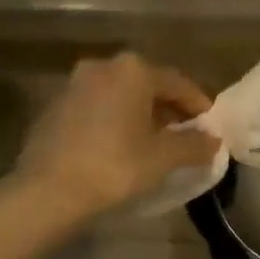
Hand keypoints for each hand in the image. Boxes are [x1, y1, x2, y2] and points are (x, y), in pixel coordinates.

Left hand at [15, 53, 219, 218]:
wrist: (46, 191)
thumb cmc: (114, 167)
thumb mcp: (163, 158)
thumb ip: (194, 145)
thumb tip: (213, 140)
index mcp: (134, 70)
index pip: (179, 83)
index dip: (199, 106)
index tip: (211, 128)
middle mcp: (104, 66)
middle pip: (148, 85)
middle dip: (168, 109)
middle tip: (183, 137)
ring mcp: (75, 84)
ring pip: (120, 95)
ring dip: (140, 115)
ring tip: (152, 144)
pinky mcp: (55, 106)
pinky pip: (97, 108)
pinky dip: (113, 121)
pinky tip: (118, 148)